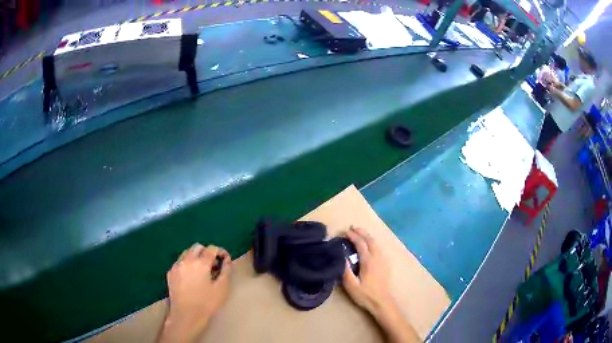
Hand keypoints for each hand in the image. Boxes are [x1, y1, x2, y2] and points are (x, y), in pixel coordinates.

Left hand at [158, 244, 231, 342]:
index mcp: (201, 263)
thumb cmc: (207, 303)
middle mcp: (187, 260)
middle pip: (197, 247)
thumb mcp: (222, 288)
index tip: (225, 260)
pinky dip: (187, 264)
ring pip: (187, 252)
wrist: (186, 316)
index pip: (212, 248)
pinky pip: (180, 262)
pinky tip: (191, 277)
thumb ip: (226, 270)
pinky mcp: (170, 272)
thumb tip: (227, 260)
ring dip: (196, 257)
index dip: (221, 252)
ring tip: (201, 271)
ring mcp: (176, 266)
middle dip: (207, 252)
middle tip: (213, 266)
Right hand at [342, 227, 392, 313]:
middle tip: (352, 227)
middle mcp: (377, 257)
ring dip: (367, 236)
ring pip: (376, 243)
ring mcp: (383, 260)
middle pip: (370, 240)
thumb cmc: (366, 295)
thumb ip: (345, 270)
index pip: (361, 244)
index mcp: (368, 261)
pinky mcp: (386, 264)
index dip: (353, 236)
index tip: (345, 231)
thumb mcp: (351, 285)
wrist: (383, 302)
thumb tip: (341, 256)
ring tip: (359, 233)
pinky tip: (370, 245)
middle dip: (361, 232)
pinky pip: (379, 247)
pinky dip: (373, 241)